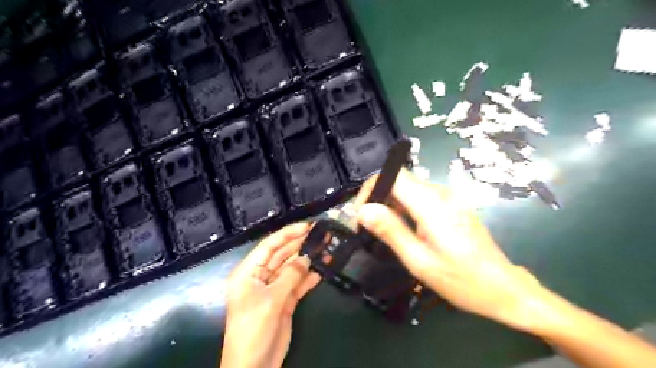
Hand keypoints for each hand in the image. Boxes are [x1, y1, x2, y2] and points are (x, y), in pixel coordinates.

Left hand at [222, 222, 322, 367]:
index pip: (269, 245)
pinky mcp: (285, 301)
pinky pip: (298, 284)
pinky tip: (323, 269)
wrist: (254, 367)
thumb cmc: (253, 329)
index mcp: (249, 272)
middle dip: (301, 244)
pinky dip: (310, 277)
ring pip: (292, 268)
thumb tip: (307, 257)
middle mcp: (261, 276)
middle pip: (282, 254)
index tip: (308, 226)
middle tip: (321, 234)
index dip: (288, 233)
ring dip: (308, 259)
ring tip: (326, 248)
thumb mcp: (271, 300)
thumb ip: (290, 276)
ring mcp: (274, 289)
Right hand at [354, 169, 552, 331]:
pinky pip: (421, 196)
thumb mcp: (419, 260)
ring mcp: (450, 197)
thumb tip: (363, 210)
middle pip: (400, 180)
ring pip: (409, 188)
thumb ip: (390, 231)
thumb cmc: (461, 280)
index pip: (393, 175)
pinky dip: (406, 208)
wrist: (504, 288)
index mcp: (432, 203)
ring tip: (386, 232)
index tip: (362, 213)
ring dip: (392, 205)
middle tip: (370, 227)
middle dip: (379, 199)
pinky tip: (407, 230)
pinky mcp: (453, 204)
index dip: (372, 188)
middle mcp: (441, 192)